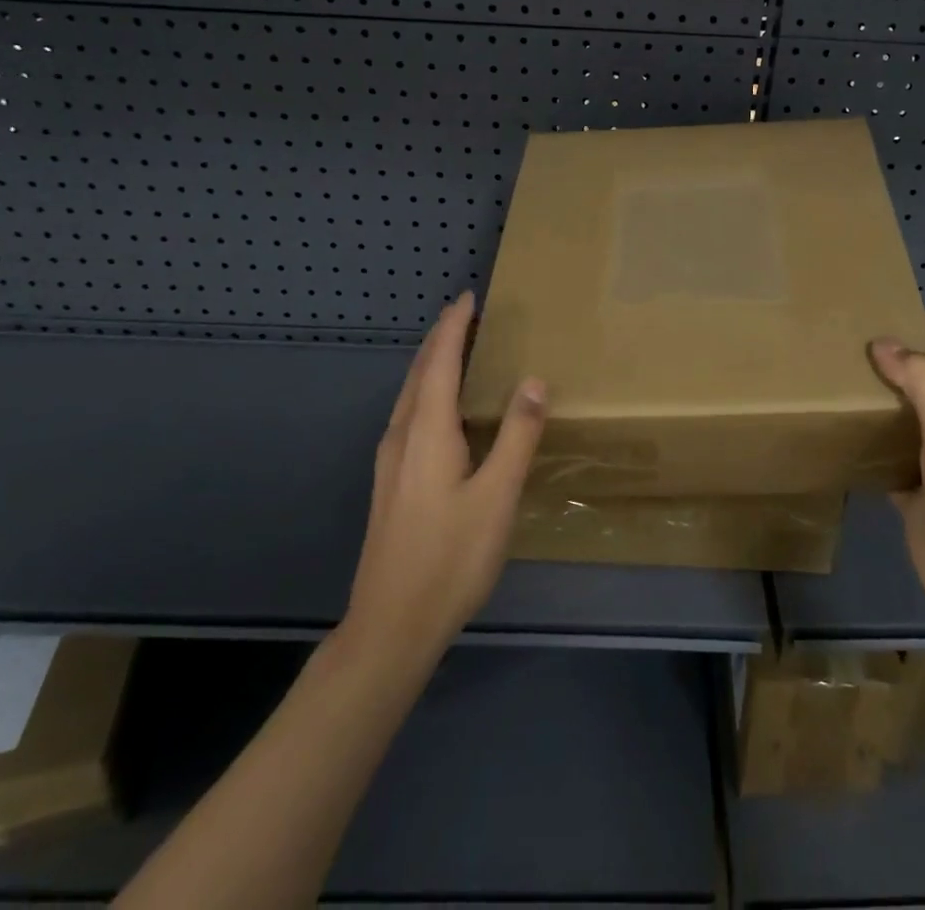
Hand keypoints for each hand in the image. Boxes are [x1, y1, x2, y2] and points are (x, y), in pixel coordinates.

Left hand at [343, 292, 545, 664]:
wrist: (391, 627)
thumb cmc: (450, 558)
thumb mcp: (497, 496)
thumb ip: (517, 435)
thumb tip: (534, 379)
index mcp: (427, 432)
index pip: (440, 362)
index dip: (454, 327)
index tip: (470, 297)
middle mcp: (402, 437)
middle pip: (420, 373)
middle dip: (441, 339)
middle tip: (467, 315)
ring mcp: (390, 462)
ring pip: (410, 395)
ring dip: (432, 364)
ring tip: (457, 349)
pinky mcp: (390, 483)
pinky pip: (409, 415)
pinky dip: (427, 391)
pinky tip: (440, 409)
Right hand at [870, 316, 924, 643]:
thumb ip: (920, 383)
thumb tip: (883, 343)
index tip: (888, 302)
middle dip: (895, 363)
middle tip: (847, 337)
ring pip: (907, 423)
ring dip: (880, 403)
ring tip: (837, 375)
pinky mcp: (920, 497)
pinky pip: (891, 459)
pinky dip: (870, 444)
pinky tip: (841, 430)